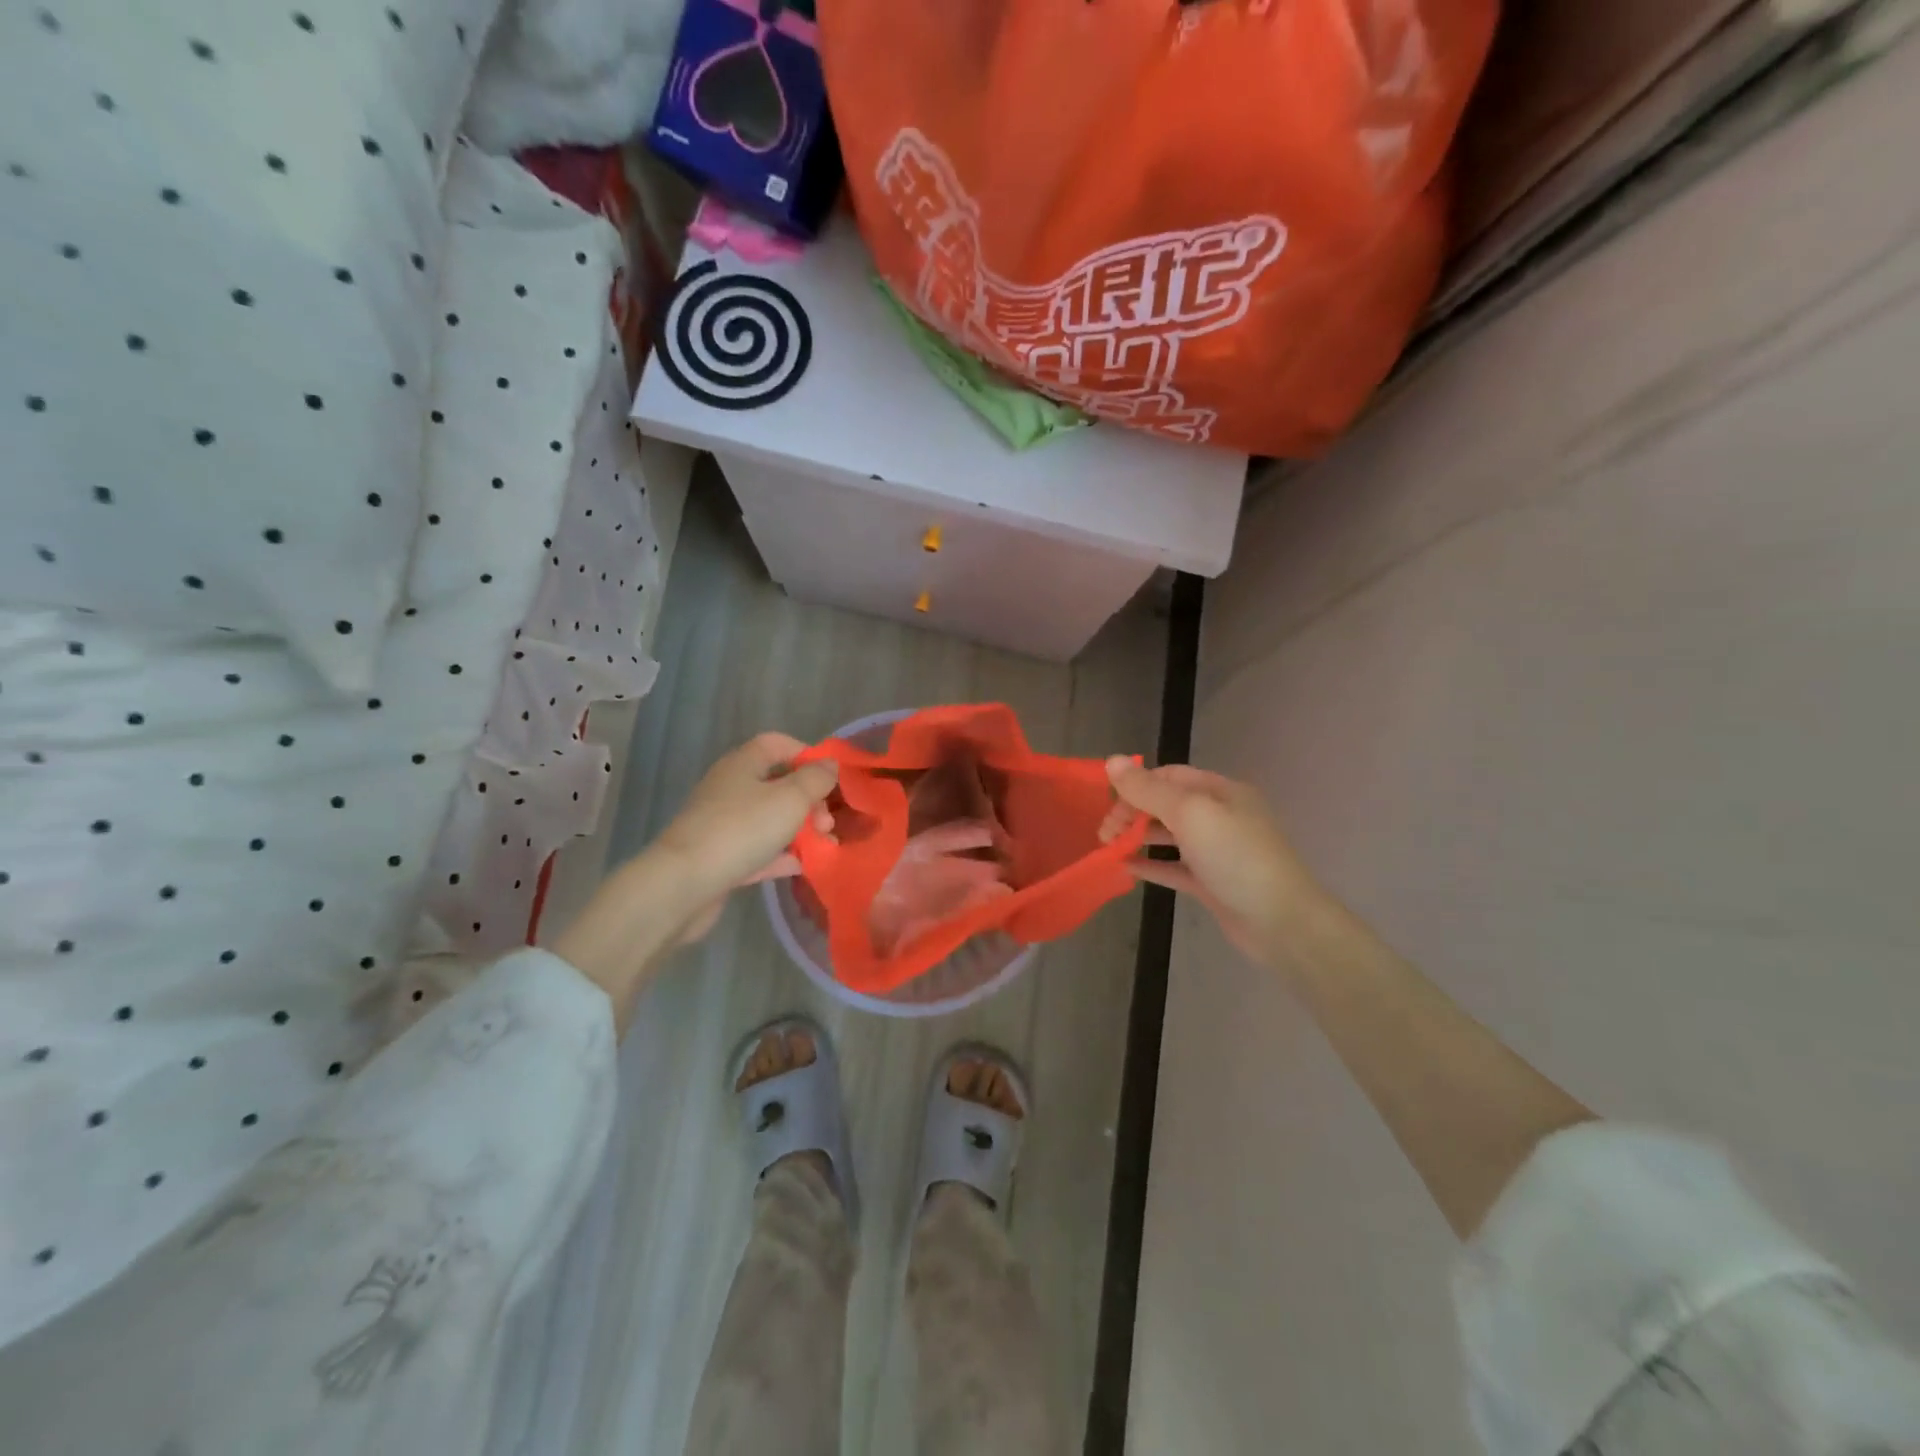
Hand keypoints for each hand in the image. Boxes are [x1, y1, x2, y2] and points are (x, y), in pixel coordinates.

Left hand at [556, 734, 837, 1031]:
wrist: (685, 884)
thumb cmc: (742, 830)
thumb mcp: (790, 799)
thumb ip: (816, 779)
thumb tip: (829, 765)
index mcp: (743, 763)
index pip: (778, 744)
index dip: (808, 755)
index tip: (832, 779)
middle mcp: (732, 787)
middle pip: (779, 784)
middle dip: (810, 801)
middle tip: (827, 823)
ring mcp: (724, 823)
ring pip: (771, 819)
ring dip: (801, 830)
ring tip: (826, 845)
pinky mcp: (722, 856)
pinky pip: (760, 848)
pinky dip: (782, 854)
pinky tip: (804, 865)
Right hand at [1101, 759, 1320, 964]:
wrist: (1282, 923)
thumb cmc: (1236, 858)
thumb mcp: (1190, 814)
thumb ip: (1148, 789)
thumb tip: (1112, 760)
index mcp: (1221, 791)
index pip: (1169, 776)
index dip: (1136, 784)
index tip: (1106, 803)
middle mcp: (1220, 816)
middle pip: (1167, 804)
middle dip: (1133, 812)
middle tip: (1104, 832)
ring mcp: (1217, 851)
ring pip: (1169, 835)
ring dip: (1138, 837)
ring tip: (1107, 847)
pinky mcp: (1212, 883)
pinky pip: (1174, 867)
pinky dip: (1151, 864)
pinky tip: (1125, 868)